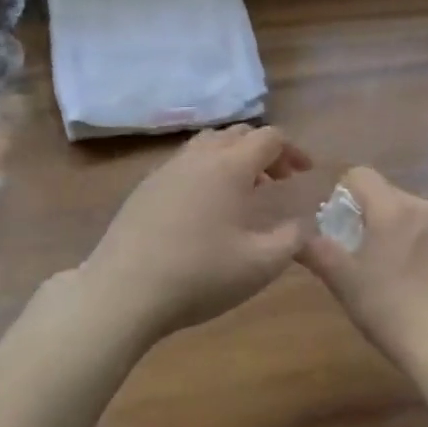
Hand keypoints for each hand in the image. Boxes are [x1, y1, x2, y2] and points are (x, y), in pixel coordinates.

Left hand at [82, 125, 312, 344]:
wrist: (122, 292)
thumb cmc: (199, 275)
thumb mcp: (260, 266)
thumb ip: (292, 240)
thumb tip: (304, 224)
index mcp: (231, 166)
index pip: (270, 138)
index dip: (293, 151)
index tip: (304, 173)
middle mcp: (200, 156)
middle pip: (240, 134)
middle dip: (265, 151)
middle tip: (279, 181)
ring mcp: (168, 168)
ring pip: (209, 143)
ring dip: (234, 157)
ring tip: (244, 189)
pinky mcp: (146, 186)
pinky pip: (186, 162)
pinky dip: (207, 169)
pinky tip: (206, 206)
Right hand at [299, 166, 427, 370]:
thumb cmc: (388, 307)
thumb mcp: (344, 281)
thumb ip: (317, 252)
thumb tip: (297, 237)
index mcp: (392, 207)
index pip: (360, 174)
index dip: (342, 192)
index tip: (335, 223)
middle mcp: (421, 206)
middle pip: (385, 192)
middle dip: (366, 212)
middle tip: (353, 248)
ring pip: (407, 211)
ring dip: (392, 226)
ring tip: (383, 265)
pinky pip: (427, 230)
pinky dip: (413, 241)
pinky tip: (410, 276)